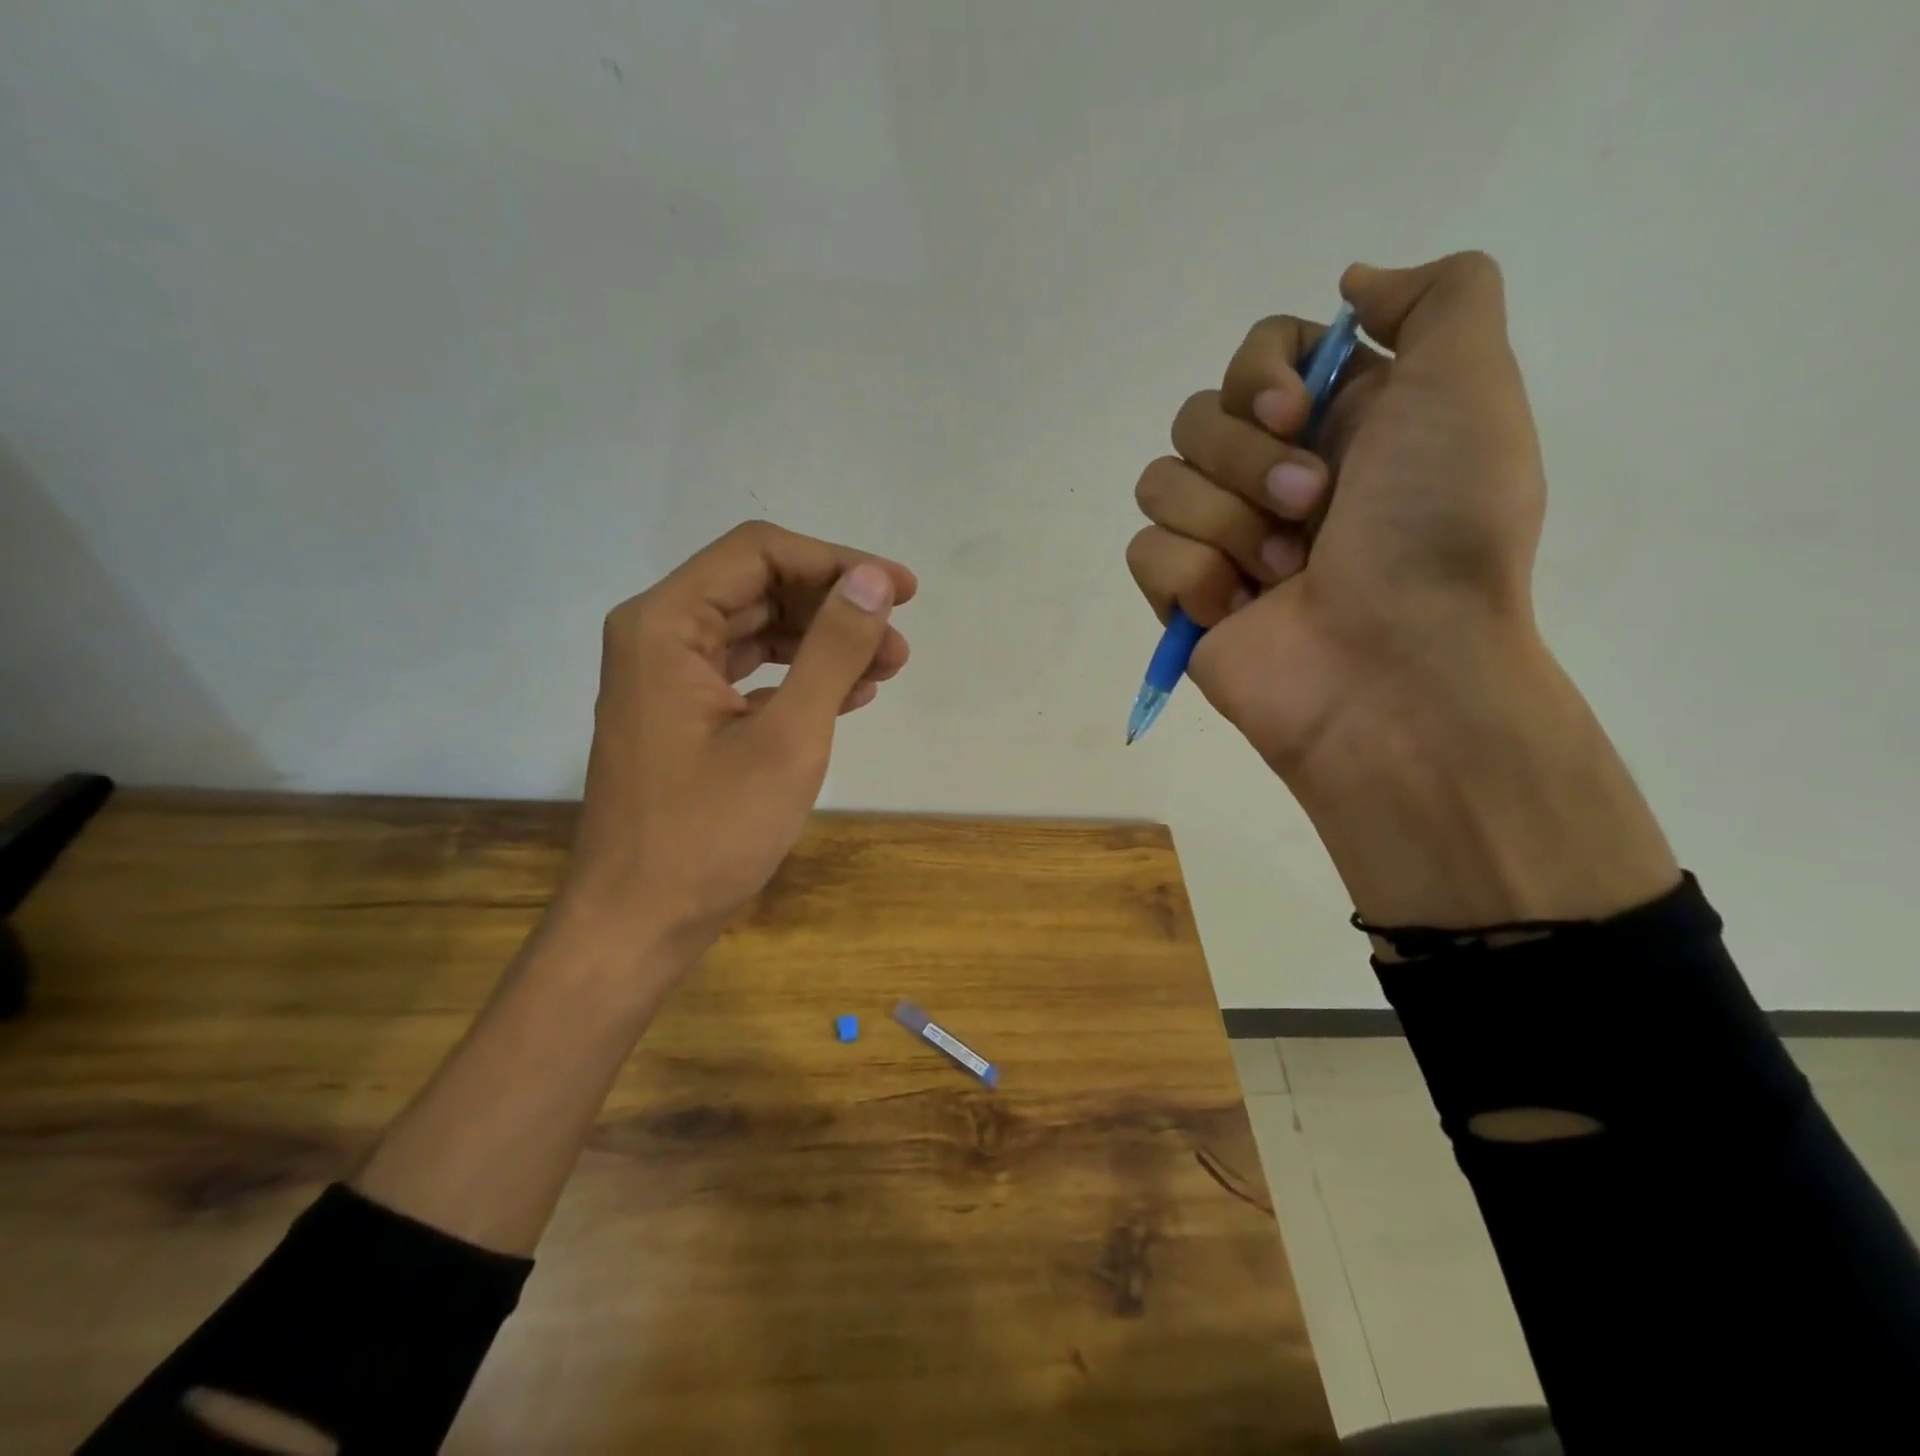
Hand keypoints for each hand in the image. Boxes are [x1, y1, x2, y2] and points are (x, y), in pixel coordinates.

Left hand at [557, 521, 915, 959]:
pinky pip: (749, 674)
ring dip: (824, 644)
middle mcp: (659, 636)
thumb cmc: (710, 832)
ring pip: (758, 632)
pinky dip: (799, 678)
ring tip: (885, 671)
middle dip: (835, 608)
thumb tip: (875, 580)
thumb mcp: (788, 736)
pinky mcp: (683, 716)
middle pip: (760, 588)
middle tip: (899, 644)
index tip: (901, 591)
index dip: (837, 562)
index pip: (760, 553)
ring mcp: (668, 679)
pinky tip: (848, 697)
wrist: (639, 923)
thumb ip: (833, 649)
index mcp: (666, 624)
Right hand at [1128, 251, 1548, 783]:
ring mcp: (1222, 539)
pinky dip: (1192, 577)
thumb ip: (1436, 296)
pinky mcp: (1182, 597)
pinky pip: (1145, 550)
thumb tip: (1350, 285)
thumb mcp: (1470, 384)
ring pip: (1160, 482)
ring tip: (1282, 574)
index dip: (1261, 374)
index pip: (1255, 355)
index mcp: (1336, 423)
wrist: (1394, 667)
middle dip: (1248, 462)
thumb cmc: (1436, 530)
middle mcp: (1273, 474)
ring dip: (1226, 523)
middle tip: (1311, 509)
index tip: (1297, 412)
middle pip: (1195, 416)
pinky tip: (1239, 610)